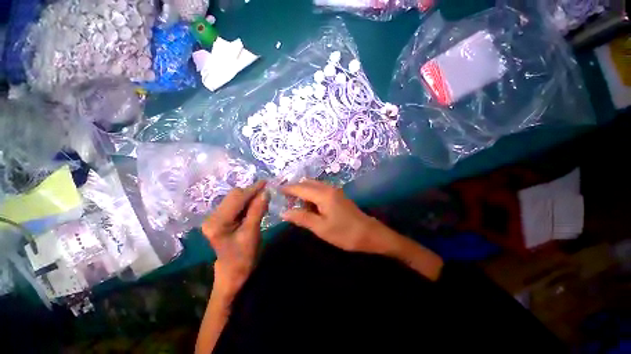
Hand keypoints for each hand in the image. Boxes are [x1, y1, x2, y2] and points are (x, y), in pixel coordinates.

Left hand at [202, 181, 267, 300]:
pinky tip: (255, 206)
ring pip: (235, 199)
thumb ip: (257, 211)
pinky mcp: (220, 219)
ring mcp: (215, 217)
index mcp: (217, 222)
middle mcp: (212, 216)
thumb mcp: (252, 233)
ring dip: (249, 197)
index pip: (237, 198)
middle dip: (251, 193)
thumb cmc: (243, 257)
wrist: (233, 273)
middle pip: (234, 196)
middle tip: (266, 194)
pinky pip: (236, 205)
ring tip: (262, 200)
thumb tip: (265, 192)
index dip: (252, 189)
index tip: (266, 182)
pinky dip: (247, 203)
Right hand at [281, 180, 397, 254]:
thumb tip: (284, 212)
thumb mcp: (321, 228)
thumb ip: (302, 218)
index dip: (288, 189)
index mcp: (323, 195)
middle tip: (284, 199)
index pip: (300, 188)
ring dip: (303, 191)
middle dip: (295, 189)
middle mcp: (328, 188)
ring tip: (295, 204)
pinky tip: (309, 205)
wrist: (369, 233)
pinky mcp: (337, 195)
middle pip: (307, 183)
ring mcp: (334, 190)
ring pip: (314, 185)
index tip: (276, 190)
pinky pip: (320, 190)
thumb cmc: (344, 233)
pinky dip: (311, 194)